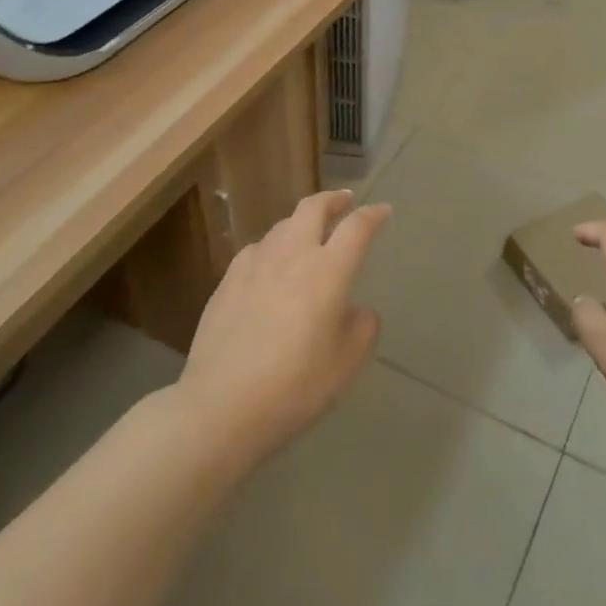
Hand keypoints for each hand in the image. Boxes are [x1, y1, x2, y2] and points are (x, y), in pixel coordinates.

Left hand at [177, 190, 386, 467]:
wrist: (222, 406)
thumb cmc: (295, 386)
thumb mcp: (347, 363)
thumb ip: (362, 327)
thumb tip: (355, 309)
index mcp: (328, 271)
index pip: (356, 228)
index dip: (373, 215)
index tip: (383, 211)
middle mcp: (292, 256)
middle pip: (313, 209)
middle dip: (333, 200)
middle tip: (345, 201)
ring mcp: (254, 265)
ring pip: (282, 226)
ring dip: (301, 221)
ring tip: (309, 232)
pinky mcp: (227, 281)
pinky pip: (256, 249)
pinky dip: (273, 246)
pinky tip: (270, 264)